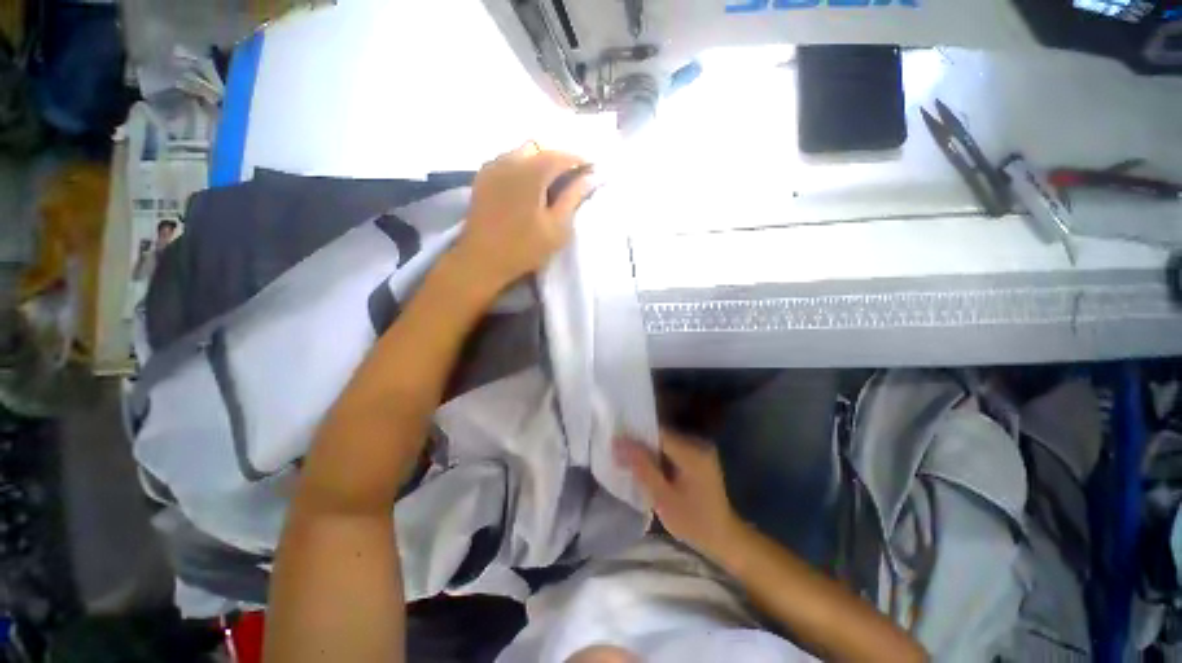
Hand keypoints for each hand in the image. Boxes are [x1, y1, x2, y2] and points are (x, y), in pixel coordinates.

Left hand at [453, 143, 592, 291]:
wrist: (481, 260)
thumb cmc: (524, 248)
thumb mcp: (557, 228)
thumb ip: (573, 198)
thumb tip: (590, 178)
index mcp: (531, 172)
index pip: (561, 156)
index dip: (580, 161)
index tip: (593, 171)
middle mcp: (510, 160)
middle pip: (541, 149)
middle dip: (559, 160)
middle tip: (572, 179)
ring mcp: (492, 167)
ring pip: (522, 152)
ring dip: (540, 162)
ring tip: (550, 184)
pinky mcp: (482, 178)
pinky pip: (507, 161)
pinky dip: (523, 167)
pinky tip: (527, 187)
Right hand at [617, 430, 743, 561]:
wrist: (724, 537)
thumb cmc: (694, 523)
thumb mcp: (663, 499)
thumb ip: (642, 468)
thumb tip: (618, 444)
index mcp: (693, 453)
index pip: (658, 434)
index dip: (635, 436)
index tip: (615, 442)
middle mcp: (698, 444)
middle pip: (661, 435)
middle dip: (640, 443)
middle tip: (618, 451)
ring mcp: (700, 448)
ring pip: (665, 441)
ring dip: (648, 449)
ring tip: (628, 458)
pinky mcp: (698, 455)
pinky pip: (672, 448)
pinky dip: (658, 454)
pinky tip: (647, 465)